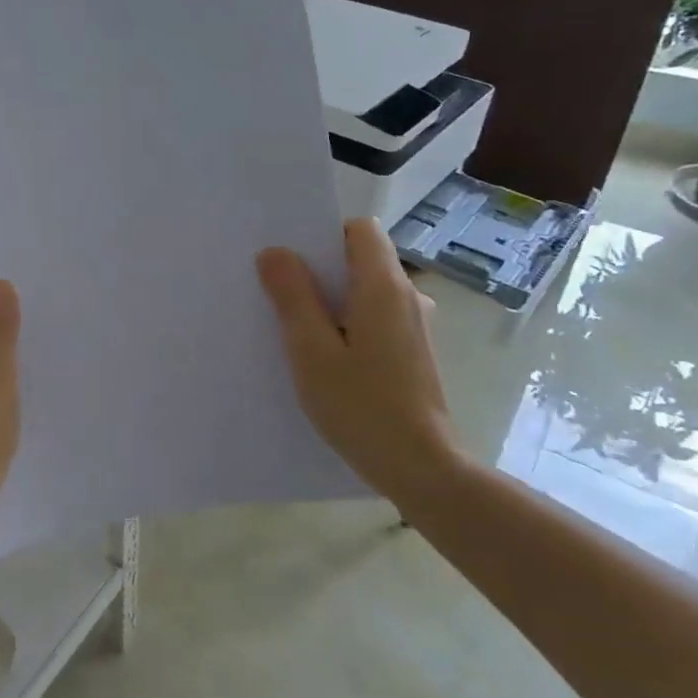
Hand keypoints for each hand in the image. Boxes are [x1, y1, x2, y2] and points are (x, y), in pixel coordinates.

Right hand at [256, 219, 459, 500]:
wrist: (422, 468)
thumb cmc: (361, 406)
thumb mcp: (311, 350)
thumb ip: (293, 297)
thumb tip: (275, 253)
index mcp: (384, 286)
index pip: (360, 229)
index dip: (324, 234)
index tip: (291, 259)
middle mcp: (407, 296)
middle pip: (361, 259)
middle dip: (320, 269)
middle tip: (278, 292)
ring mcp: (414, 326)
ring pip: (366, 291)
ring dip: (332, 300)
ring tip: (295, 329)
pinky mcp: (414, 352)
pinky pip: (375, 318)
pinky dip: (348, 324)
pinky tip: (325, 358)